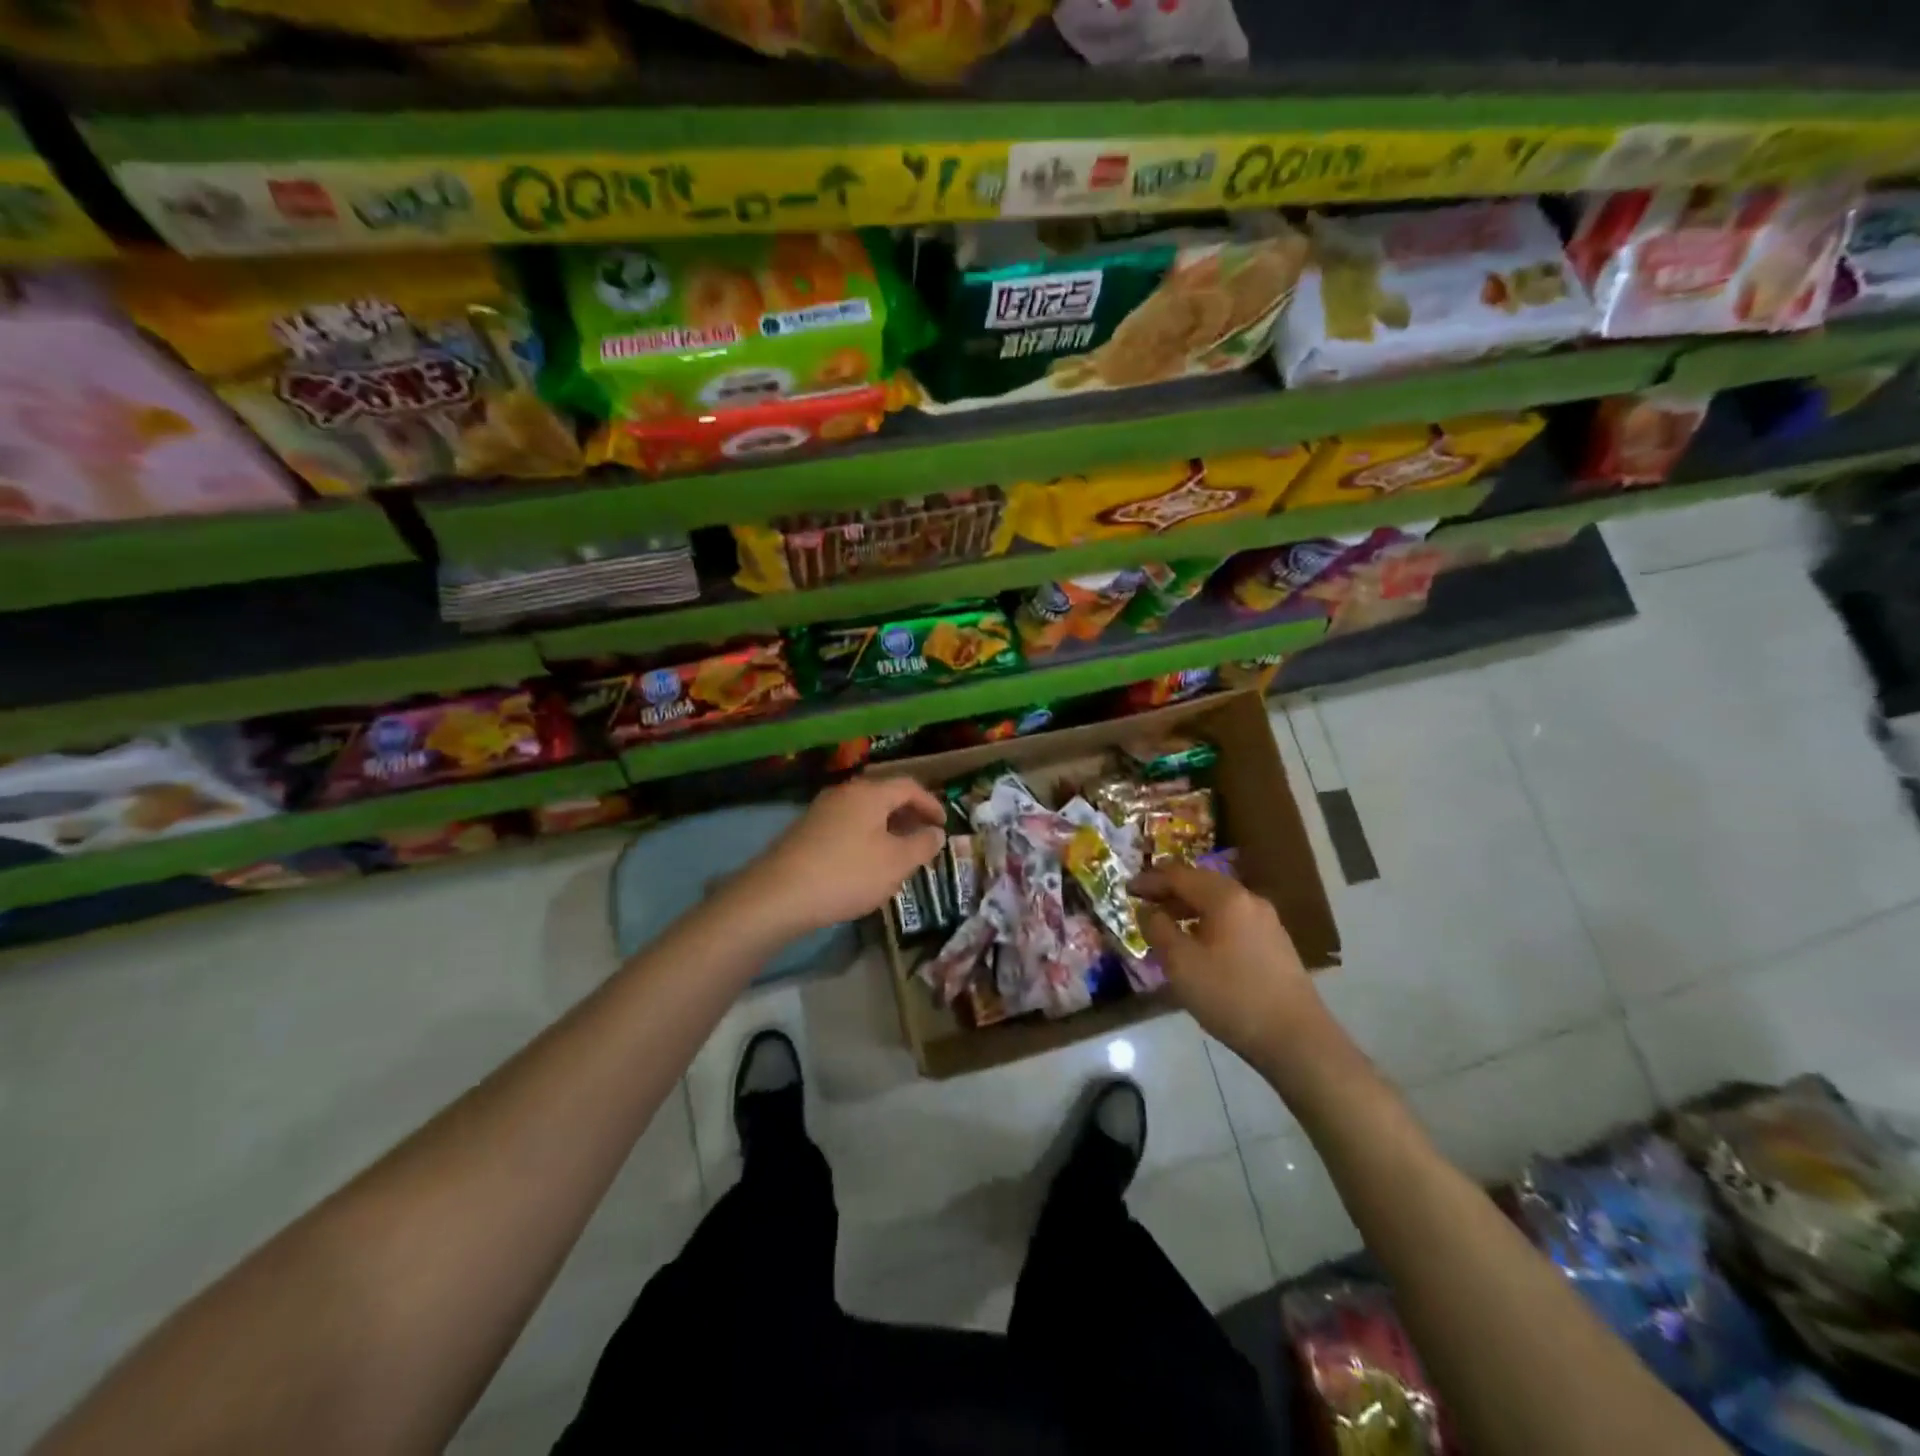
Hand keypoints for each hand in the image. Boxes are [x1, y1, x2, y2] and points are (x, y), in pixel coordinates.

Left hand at [734, 777, 946, 937]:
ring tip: (899, 851)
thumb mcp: (895, 863)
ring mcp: (821, 810)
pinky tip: (866, 861)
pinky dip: (865, 835)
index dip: (931, 803)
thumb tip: (936, 832)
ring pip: (864, 811)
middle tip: (924, 835)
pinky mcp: (805, 831)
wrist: (778, 895)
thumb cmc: (847, 874)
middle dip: (908, 814)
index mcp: (870, 793)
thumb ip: (922, 845)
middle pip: (884, 795)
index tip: (944, 824)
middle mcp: (844, 793)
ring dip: (886, 826)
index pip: (909, 786)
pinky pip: (846, 824)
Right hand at [1132, 861, 1328, 1063]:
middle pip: (1202, 883)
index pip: (1179, 875)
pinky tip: (1199, 945)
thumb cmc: (1231, 996)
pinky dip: (1209, 922)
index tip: (1127, 888)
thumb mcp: (1181, 964)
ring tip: (1167, 925)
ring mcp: (1267, 922)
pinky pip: (1233, 920)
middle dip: (1170, 890)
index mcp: (1225, 898)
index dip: (1150, 880)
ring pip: (1219, 902)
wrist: (1296, 1039)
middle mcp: (1248, 900)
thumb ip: (1158, 930)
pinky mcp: (1275, 944)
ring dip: (1189, 908)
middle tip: (1145, 902)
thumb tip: (1148, 911)